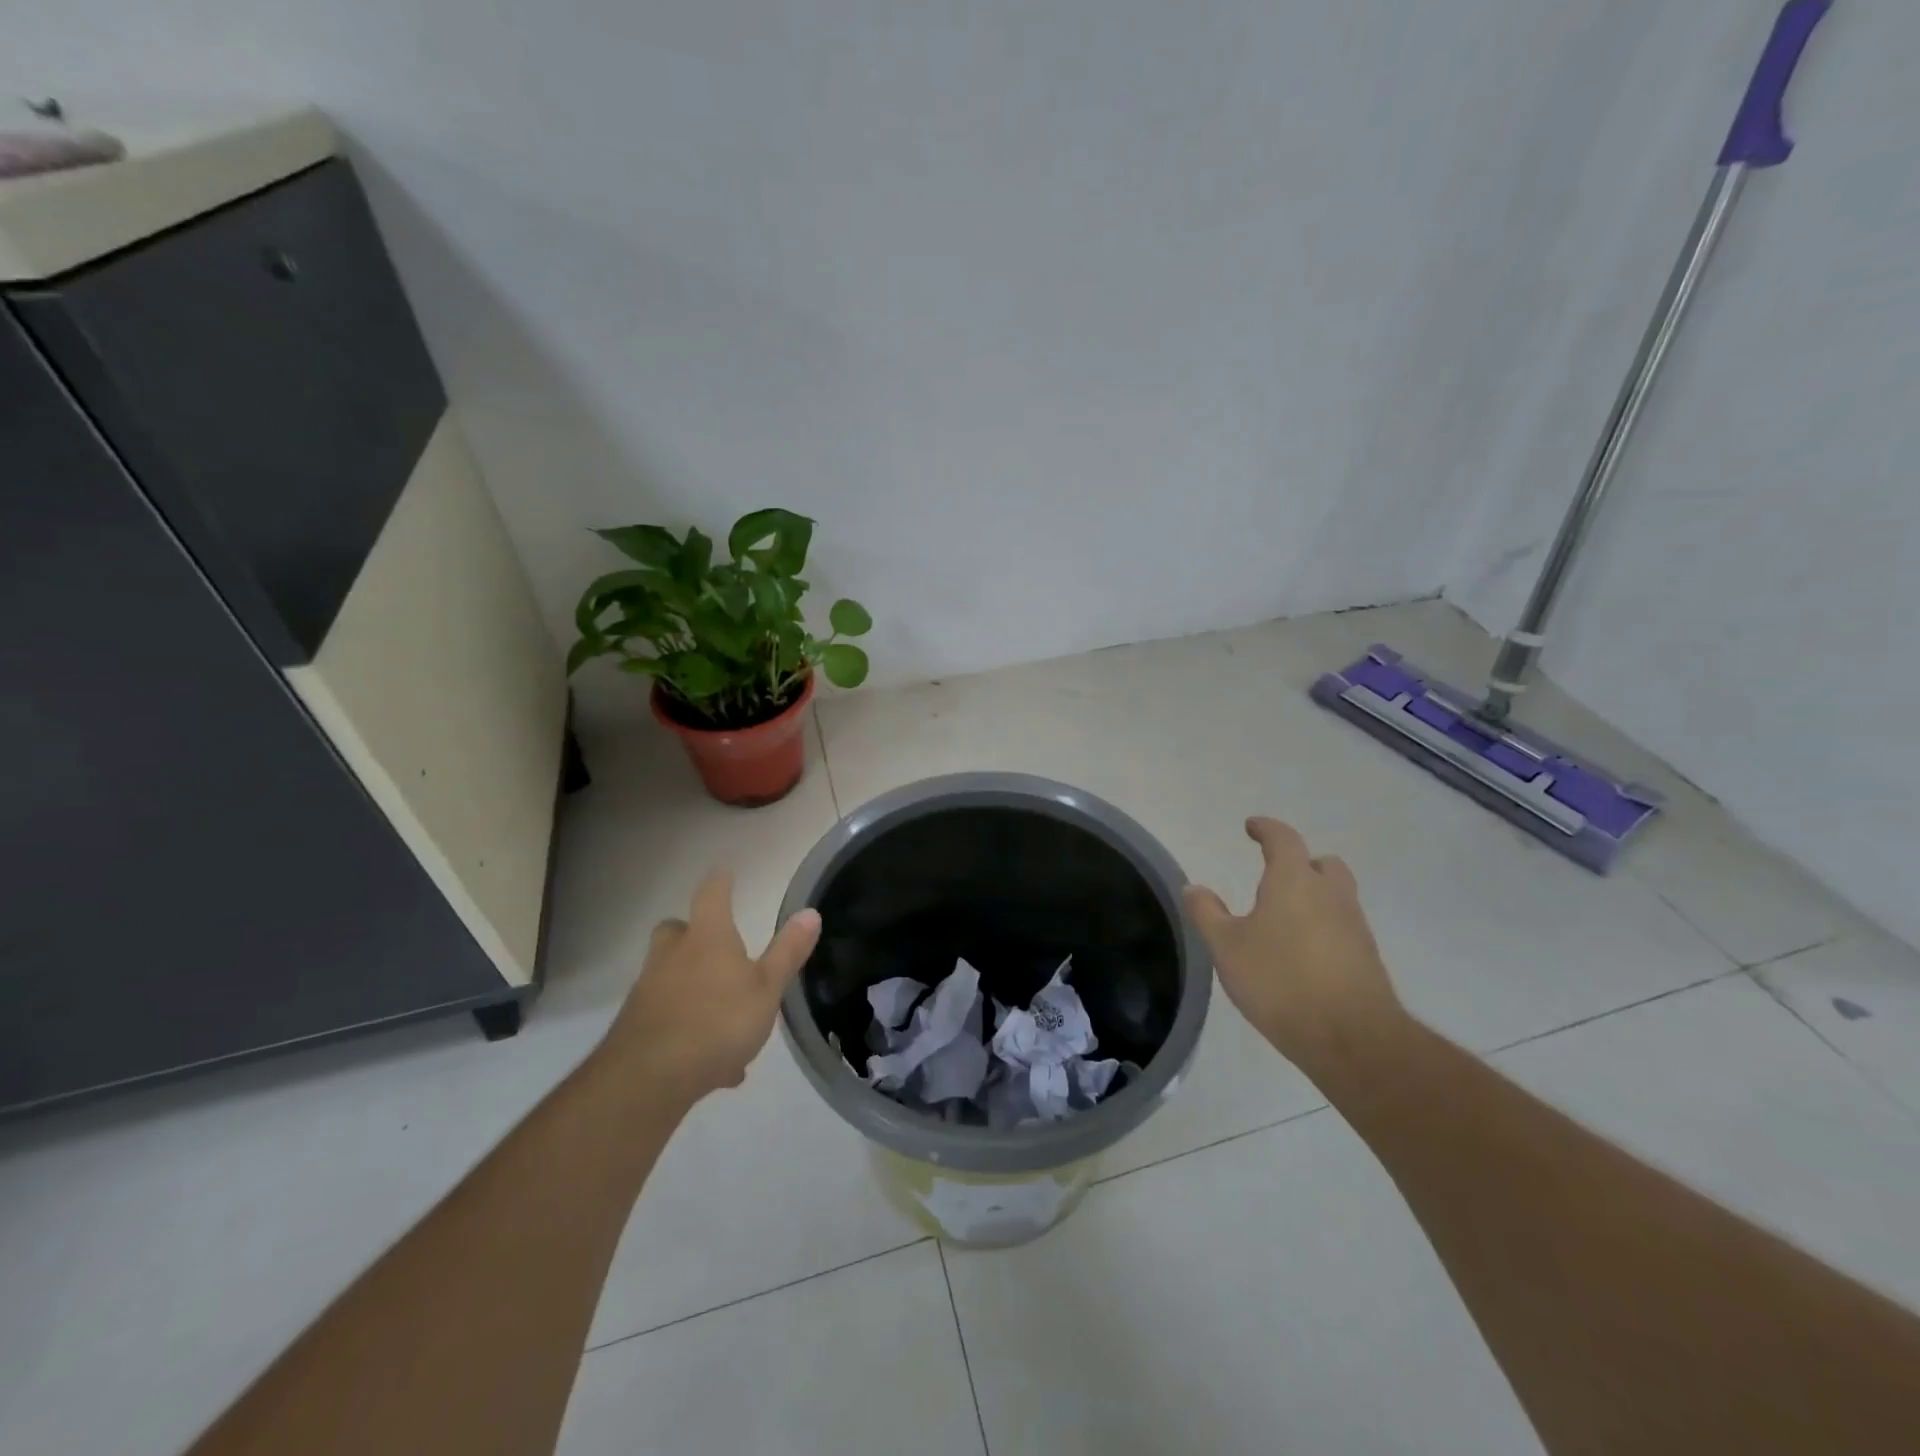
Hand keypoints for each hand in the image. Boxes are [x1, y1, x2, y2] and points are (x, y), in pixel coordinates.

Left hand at [600, 870, 821, 1104]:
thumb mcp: (767, 988)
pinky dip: (688, 1030)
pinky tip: (715, 1064)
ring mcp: (649, 990)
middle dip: (692, 932)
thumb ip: (788, 952)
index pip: (712, 895)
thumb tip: (810, 912)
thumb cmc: (718, 1022)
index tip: (724, 869)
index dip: (720, 881)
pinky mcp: (636, 1027)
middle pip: (676, 930)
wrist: (648, 1079)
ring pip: (669, 975)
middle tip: (713, 944)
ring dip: (692, 984)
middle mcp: (672, 956)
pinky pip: (669, 1019)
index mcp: (707, 938)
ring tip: (725, 1015)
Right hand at [1183, 817, 1403, 1077]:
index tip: (1251, 827)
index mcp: (1294, 881)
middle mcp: (1331, 895)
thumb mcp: (1227, 947)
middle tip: (1277, 875)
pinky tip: (1303, 954)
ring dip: (1315, 897)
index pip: (1283, 839)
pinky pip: (1344, 928)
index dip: (1266, 829)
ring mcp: (1356, 926)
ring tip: (1285, 919)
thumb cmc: (1280, 980)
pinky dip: (1324, 928)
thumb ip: (1207, 913)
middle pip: (1322, 864)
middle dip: (1301, 863)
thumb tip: (1192, 887)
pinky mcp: (1368, 959)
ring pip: (1337, 896)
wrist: (1351, 1038)